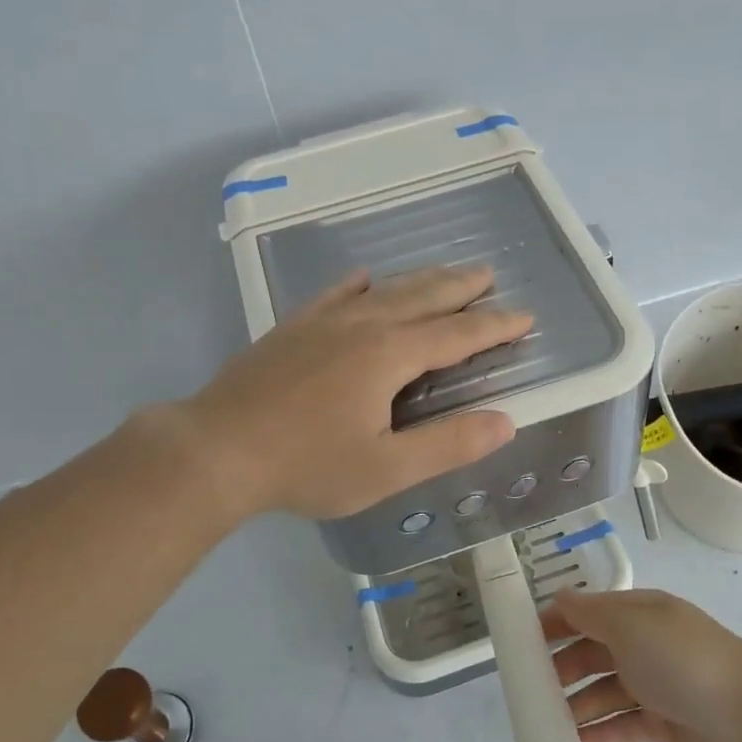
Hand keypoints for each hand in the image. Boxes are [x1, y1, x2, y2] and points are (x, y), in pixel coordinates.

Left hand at [179, 265, 531, 520]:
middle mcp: (362, 325)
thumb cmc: (307, 465)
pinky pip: (335, 294)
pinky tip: (363, 279)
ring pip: (384, 290)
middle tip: (489, 274)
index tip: (525, 317)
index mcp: (390, 355)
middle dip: (461, 287)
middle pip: (423, 297)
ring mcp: (322, 322)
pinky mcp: (292, 328)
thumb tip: (505, 422)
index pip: (458, 334)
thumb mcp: (387, 468)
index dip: (495, 326)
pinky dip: (359, 284)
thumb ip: (448, 444)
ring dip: (420, 281)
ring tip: (444, 273)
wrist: (217, 450)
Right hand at [542, 589, 741, 741]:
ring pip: (602, 694)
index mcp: (639, 615)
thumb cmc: (684, 659)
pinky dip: (597, 736)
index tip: (520, 642)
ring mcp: (654, 687)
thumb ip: (591, 614)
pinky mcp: (663, 726)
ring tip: (543, 724)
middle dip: (559, 670)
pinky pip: (620, 728)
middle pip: (591, 655)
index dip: (554, 624)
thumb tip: (560, 598)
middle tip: (527, 691)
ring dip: (574, 707)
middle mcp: (644, 647)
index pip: (587, 614)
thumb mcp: (632, 625)